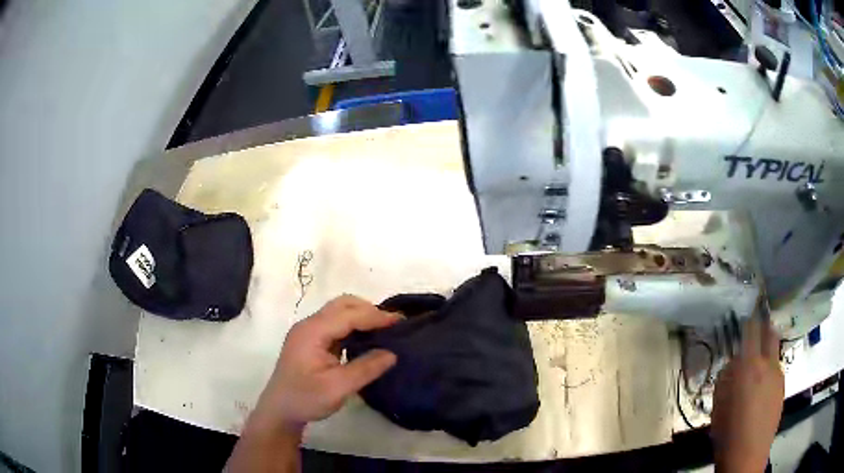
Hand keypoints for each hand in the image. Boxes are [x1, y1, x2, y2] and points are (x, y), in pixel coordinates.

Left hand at [251, 295, 399, 432]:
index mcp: (312, 332)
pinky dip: (354, 325)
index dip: (375, 316)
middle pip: (342, 305)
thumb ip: (365, 369)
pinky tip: (367, 338)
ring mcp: (309, 332)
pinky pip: (336, 324)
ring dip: (362, 316)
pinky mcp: (312, 340)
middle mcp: (309, 325)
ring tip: (384, 329)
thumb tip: (392, 353)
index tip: (401, 321)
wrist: (280, 410)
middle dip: (369, 310)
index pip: (348, 315)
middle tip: (393, 325)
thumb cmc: (305, 399)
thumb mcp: (338, 388)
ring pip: (339, 312)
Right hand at [711, 318, 783, 472]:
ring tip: (757, 367)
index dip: (749, 319)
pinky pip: (776, 370)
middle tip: (756, 327)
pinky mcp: (782, 388)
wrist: (748, 455)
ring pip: (774, 352)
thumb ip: (726, 378)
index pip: (751, 331)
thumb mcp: (719, 405)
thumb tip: (733, 364)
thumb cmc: (728, 431)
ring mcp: (778, 375)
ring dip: (767, 352)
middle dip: (764, 327)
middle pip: (770, 333)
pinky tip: (761, 389)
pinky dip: (769, 370)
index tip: (746, 313)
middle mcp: (768, 364)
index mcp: (750, 365)